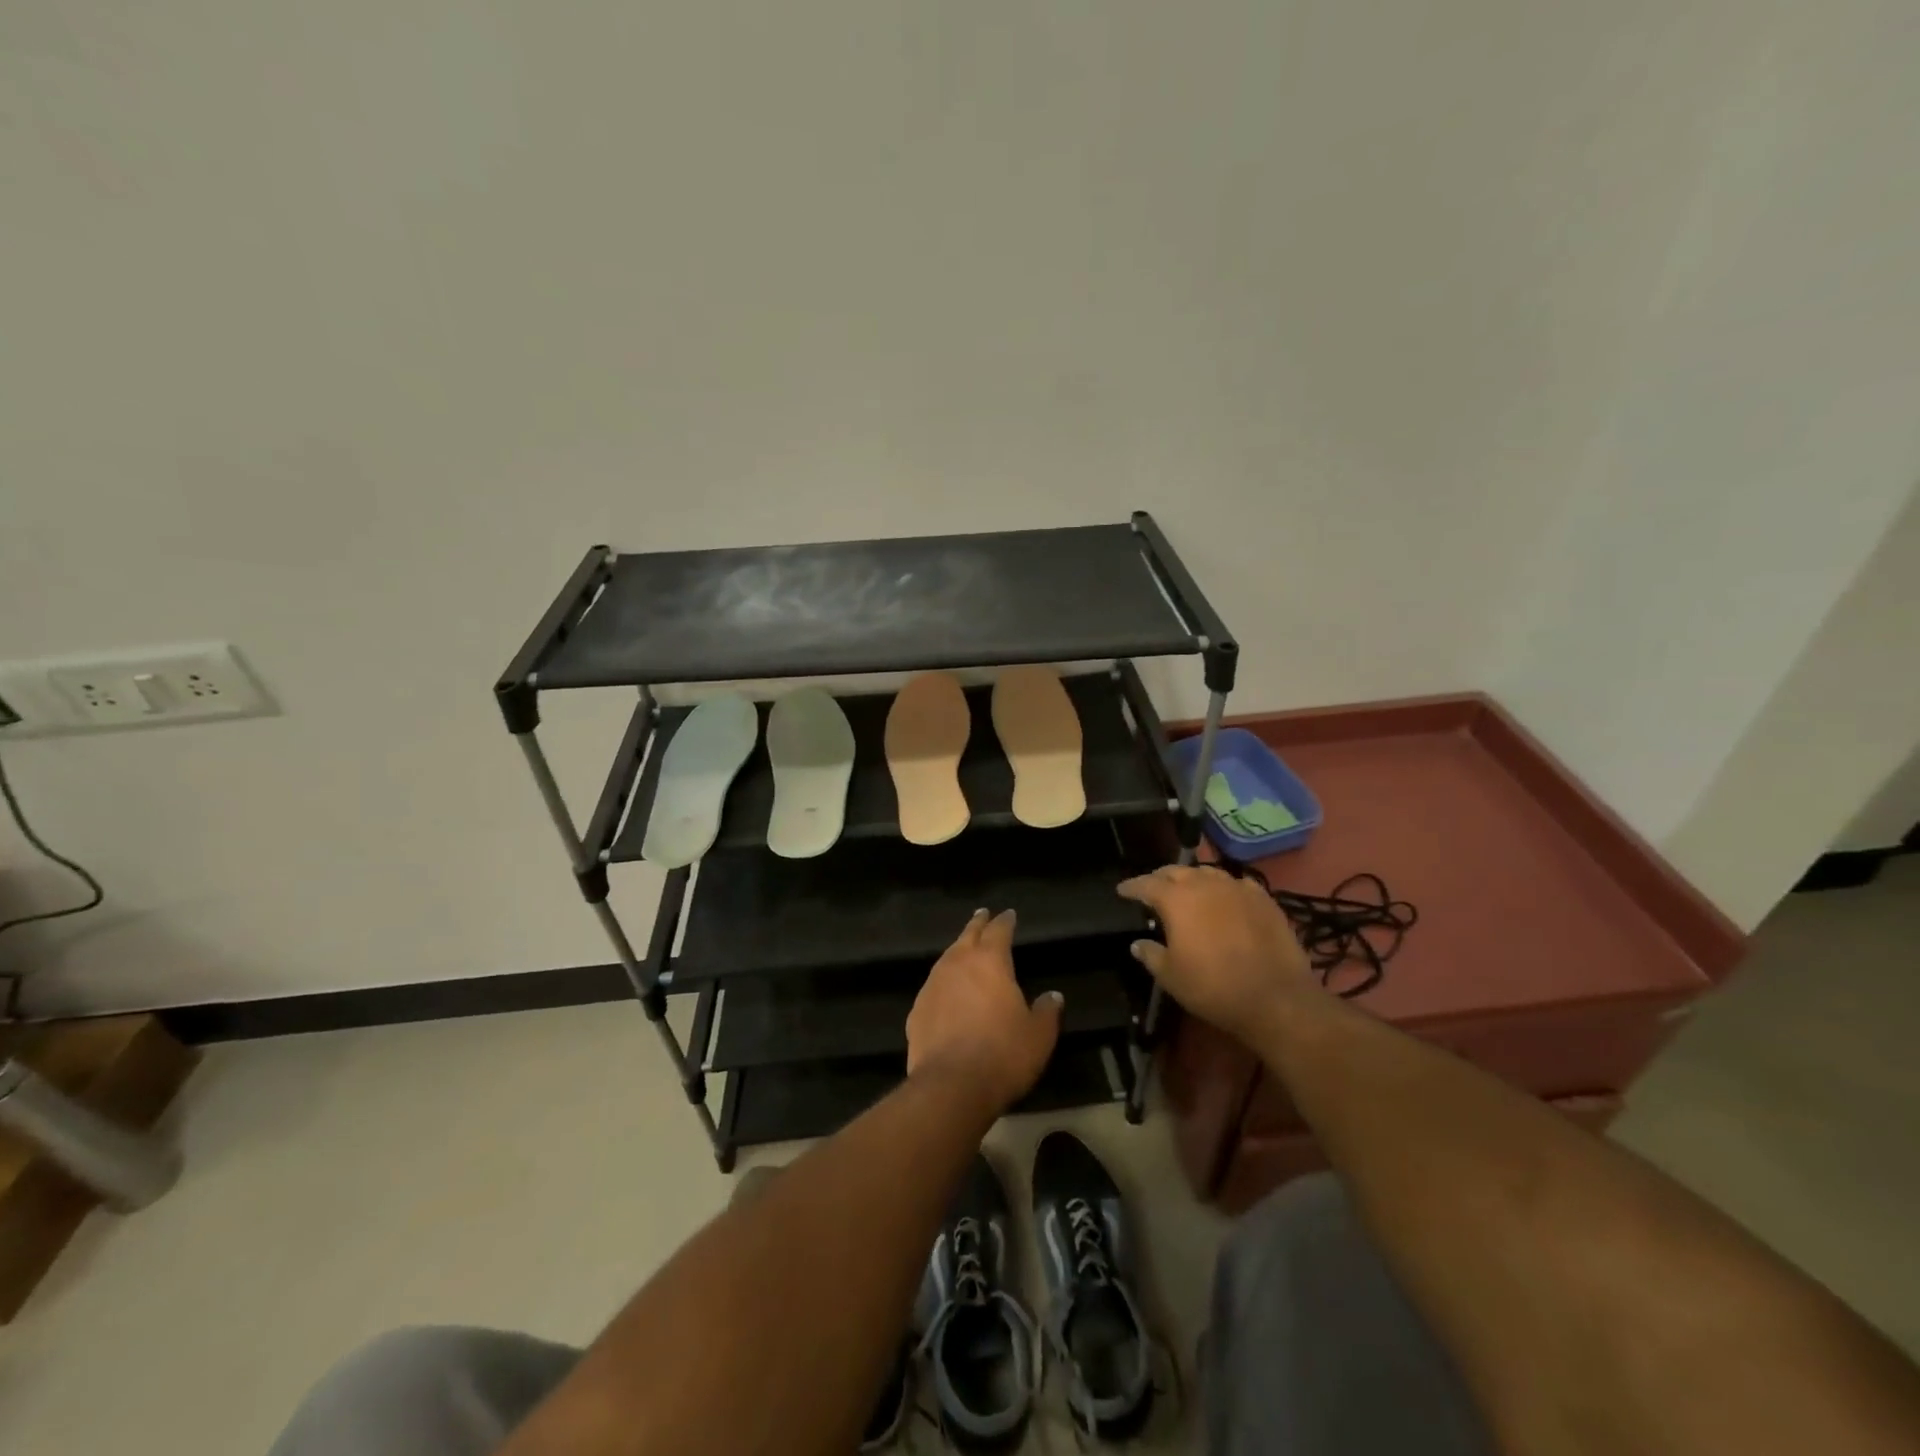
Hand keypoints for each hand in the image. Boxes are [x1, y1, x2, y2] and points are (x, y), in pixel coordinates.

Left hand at [907, 908, 1062, 1115]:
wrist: (951, 1085)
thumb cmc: (1003, 1054)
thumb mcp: (1038, 1035)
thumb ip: (1046, 1011)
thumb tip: (1053, 996)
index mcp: (990, 961)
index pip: (999, 931)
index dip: (1005, 921)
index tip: (1009, 914)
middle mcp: (957, 964)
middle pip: (967, 935)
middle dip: (978, 924)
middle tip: (982, 914)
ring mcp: (933, 985)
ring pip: (946, 957)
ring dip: (958, 950)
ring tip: (964, 948)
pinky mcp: (917, 1010)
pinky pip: (933, 986)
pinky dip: (943, 982)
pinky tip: (946, 991)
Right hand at [1117, 864, 1319, 1047]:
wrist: (1276, 998)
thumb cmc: (1214, 987)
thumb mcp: (1171, 977)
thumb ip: (1151, 955)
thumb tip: (1138, 943)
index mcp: (1177, 899)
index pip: (1146, 884)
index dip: (1131, 887)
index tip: (1122, 890)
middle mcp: (1205, 884)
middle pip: (1177, 871)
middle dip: (1161, 878)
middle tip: (1153, 889)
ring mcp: (1237, 888)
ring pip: (1208, 873)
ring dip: (1193, 879)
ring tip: (1189, 891)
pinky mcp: (1264, 899)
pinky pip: (1237, 884)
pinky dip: (1225, 888)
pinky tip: (1226, 899)